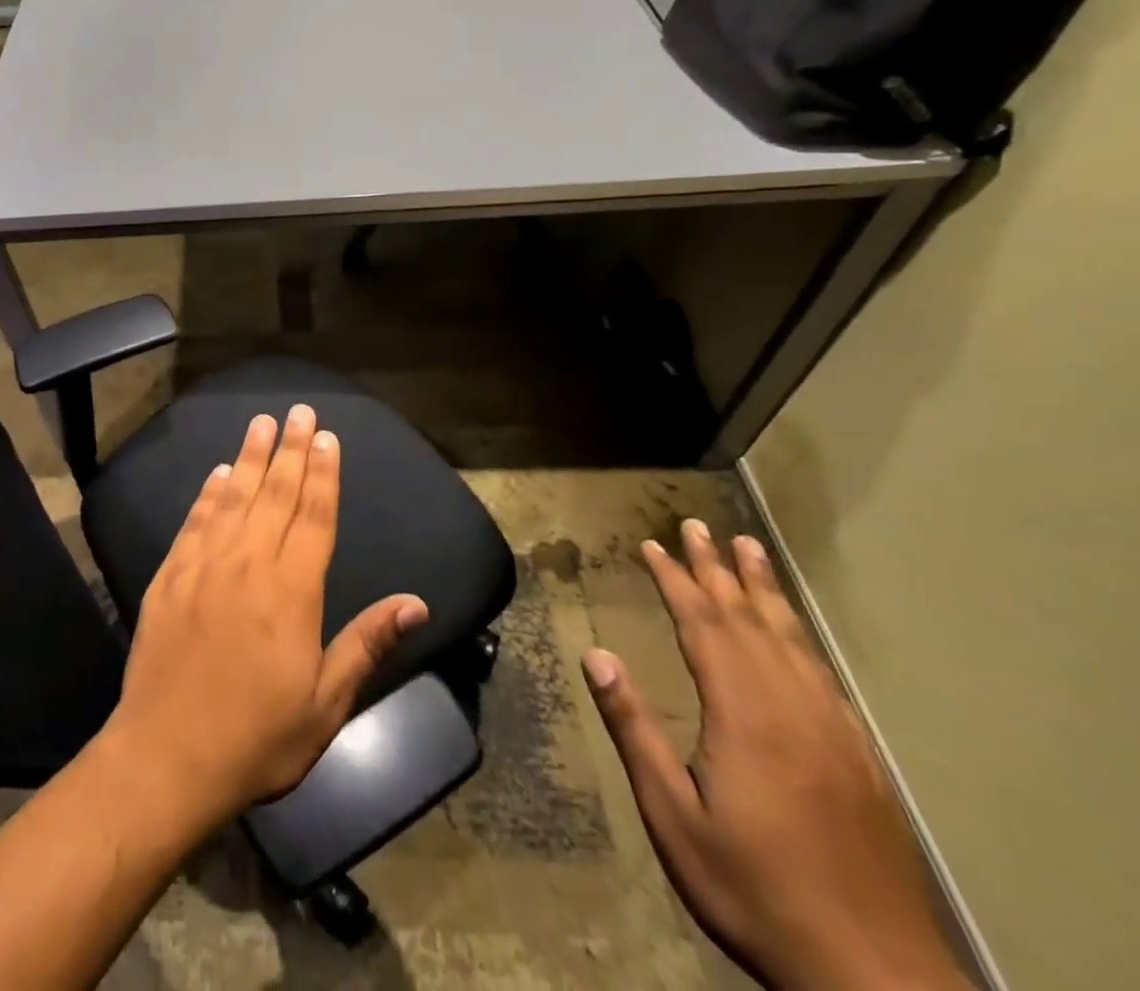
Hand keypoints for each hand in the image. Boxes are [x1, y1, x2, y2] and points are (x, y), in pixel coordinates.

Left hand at [100, 405, 428, 829]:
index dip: (323, 474)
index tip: (327, 437)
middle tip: (299, 411)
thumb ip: (367, 644)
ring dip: (249, 456)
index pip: (314, 516)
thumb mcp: (327, 704)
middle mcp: (248, 563)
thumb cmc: (257, 737)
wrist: (167, 755)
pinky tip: (216, 473)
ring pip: (233, 497)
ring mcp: (204, 565)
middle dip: (290, 449)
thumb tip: (415, 603)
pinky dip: (207, 493)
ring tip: (261, 422)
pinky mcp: (169, 575)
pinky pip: (194, 521)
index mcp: (292, 591)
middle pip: (275, 494)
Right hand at [583, 521, 971, 990]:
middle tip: (696, 525)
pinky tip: (793, 631)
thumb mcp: (673, 814)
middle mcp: (791, 708)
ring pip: (791, 640)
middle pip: (748, 620)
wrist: (875, 975)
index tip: (651, 544)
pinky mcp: (858, 757)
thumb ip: (633, 729)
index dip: (675, 580)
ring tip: (748, 550)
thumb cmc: (753, 887)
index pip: (703, 626)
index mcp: (744, 715)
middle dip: (718, 569)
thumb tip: (594, 654)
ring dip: (763, 590)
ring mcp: (832, 731)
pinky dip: (800, 637)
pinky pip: (823, 675)